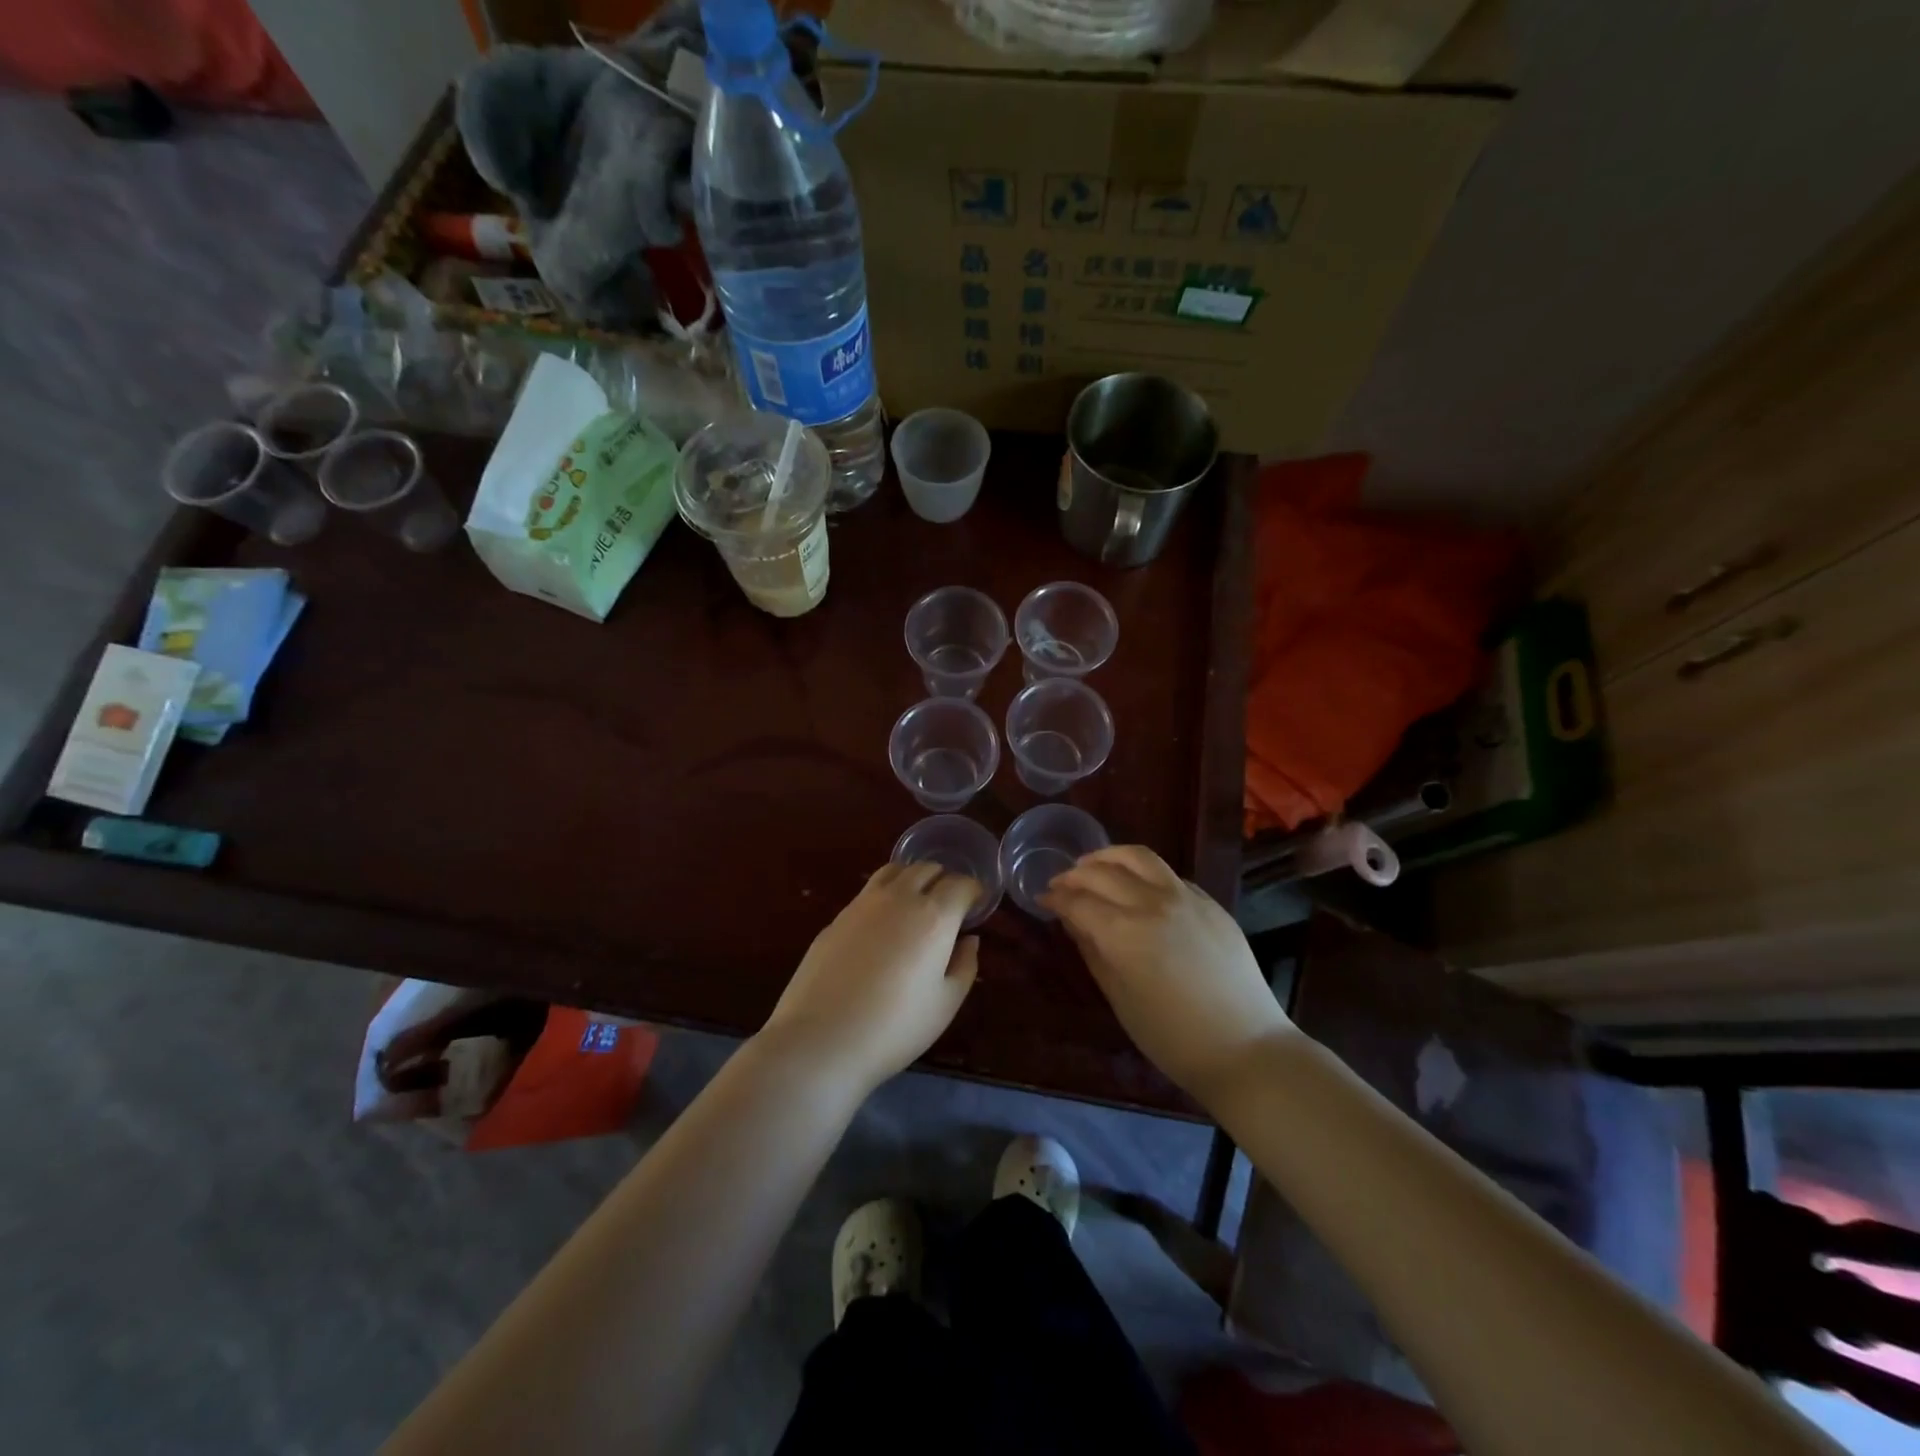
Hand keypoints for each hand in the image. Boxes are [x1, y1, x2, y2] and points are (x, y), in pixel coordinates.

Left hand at [759, 862, 980, 1093]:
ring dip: (913, 878)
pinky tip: (882, 925)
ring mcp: (863, 903)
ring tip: (916, 903)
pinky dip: (886, 894)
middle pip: (927, 869)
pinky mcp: (837, 916)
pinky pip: (869, 891)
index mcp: (934, 916)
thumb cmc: (895, 1027)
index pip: (961, 883)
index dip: (973, 890)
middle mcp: (900, 897)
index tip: (976, 905)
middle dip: (944, 880)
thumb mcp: (945, 1004)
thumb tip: (968, 939)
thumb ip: (964, 966)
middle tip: (949, 905)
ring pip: (895, 870)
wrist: (821, 1039)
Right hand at [1040, 845, 1291, 1101]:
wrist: (1245, 1048)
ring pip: (1138, 857)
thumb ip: (1093, 951)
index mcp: (1124, 932)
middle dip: (1074, 875)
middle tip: (1060, 883)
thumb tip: (1073, 921)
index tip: (1042, 899)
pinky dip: (1143, 872)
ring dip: (1108, 856)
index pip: (1078, 901)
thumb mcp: (1119, 998)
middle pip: (1102, 872)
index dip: (1055, 898)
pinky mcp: (1210, 902)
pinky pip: (1168, 874)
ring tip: (1093, 865)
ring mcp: (1185, 898)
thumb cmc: (1172, 1037)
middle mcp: (1152, 903)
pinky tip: (1137, 886)